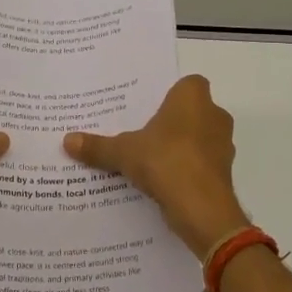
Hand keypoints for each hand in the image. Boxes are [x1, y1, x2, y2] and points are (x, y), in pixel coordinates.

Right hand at [63, 74, 248, 258]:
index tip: (149, 108)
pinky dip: (186, 170)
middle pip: (192, 112)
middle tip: (142, 133)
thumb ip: (98, 146)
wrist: (202, 208)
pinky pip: (201, 164)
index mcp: (193, 98)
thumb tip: (67, 140)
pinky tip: (163, 182)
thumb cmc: (165, 161)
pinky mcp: (223, 173)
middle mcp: (214, 115)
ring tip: (149, 159)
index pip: (188, 84)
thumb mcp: (123, 152)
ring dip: (180, 147)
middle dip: (172, 122)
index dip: (171, 94)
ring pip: (199, 139)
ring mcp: (222, 145)